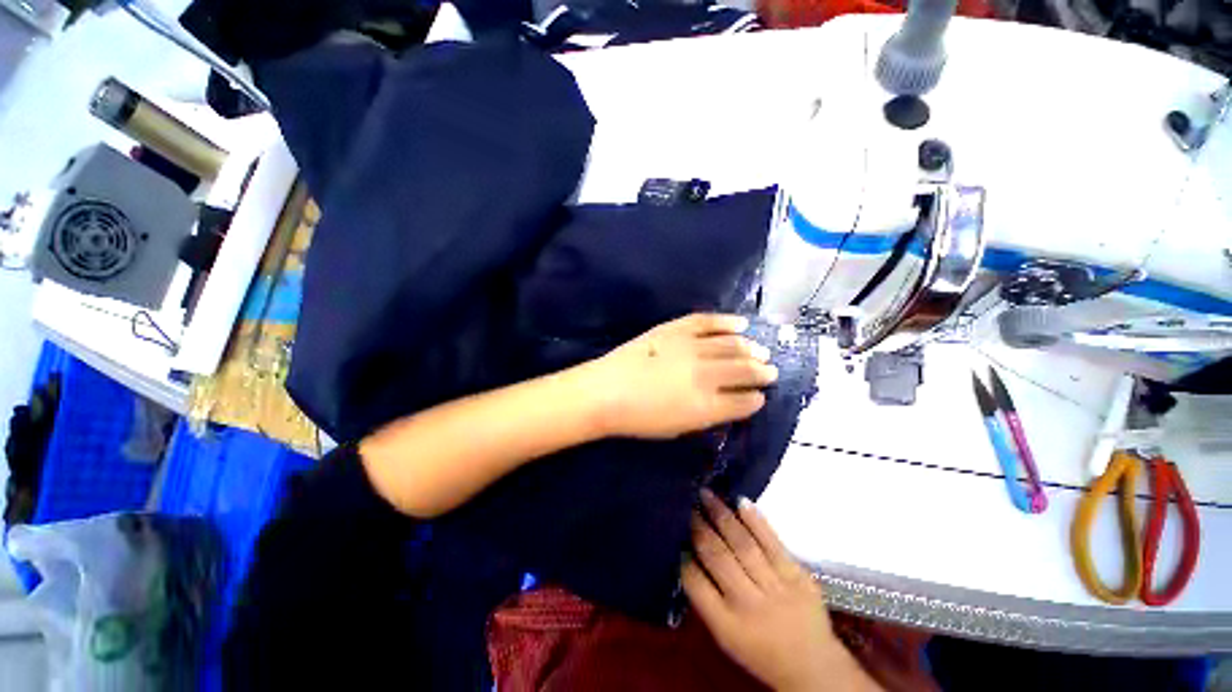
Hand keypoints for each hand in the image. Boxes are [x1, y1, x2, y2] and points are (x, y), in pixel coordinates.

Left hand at [585, 313, 777, 438]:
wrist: (605, 392)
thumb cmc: (640, 419)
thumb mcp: (679, 427)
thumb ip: (709, 414)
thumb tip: (731, 402)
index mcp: (706, 406)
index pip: (744, 401)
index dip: (756, 398)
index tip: (761, 396)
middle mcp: (705, 374)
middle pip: (744, 369)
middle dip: (762, 372)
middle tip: (771, 371)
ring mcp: (690, 348)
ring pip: (732, 344)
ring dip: (751, 348)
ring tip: (761, 351)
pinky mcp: (675, 330)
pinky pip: (706, 322)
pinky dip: (726, 322)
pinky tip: (741, 324)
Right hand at [683, 490, 880, 691]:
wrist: (814, 667)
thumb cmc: (760, 651)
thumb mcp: (725, 634)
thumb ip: (705, 597)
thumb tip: (686, 552)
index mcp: (727, 626)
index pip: (696, 583)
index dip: (682, 553)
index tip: (674, 529)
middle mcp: (750, 606)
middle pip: (719, 558)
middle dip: (699, 527)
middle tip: (687, 504)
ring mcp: (778, 589)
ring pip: (743, 544)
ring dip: (722, 516)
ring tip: (707, 494)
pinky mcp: (799, 576)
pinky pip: (773, 542)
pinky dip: (755, 520)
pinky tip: (740, 501)